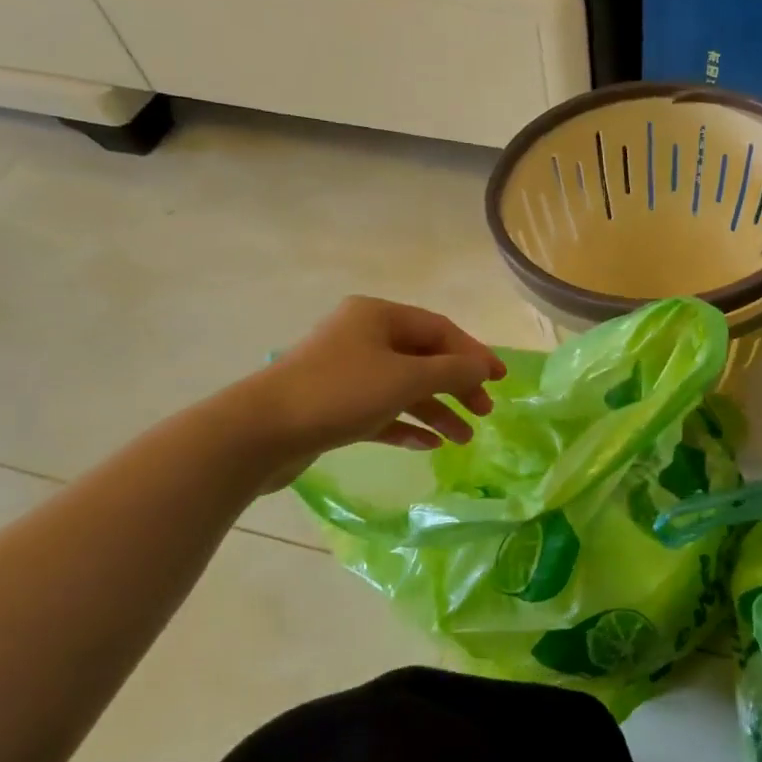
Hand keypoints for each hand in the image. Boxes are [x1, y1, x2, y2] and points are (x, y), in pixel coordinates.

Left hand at [241, 297, 506, 482]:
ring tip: (464, 439)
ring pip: (404, 388)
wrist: (261, 431)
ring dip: (436, 410)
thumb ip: (452, 371)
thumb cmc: (340, 393)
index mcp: (378, 317)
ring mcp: (347, 372)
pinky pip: (382, 411)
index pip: (440, 330)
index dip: (474, 354)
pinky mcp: (334, 406)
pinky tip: (428, 444)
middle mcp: (363, 337)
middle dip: (457, 386)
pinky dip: (406, 425)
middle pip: (424, 358)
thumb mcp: (406, 378)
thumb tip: (484, 366)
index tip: (500, 381)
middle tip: (484, 412)